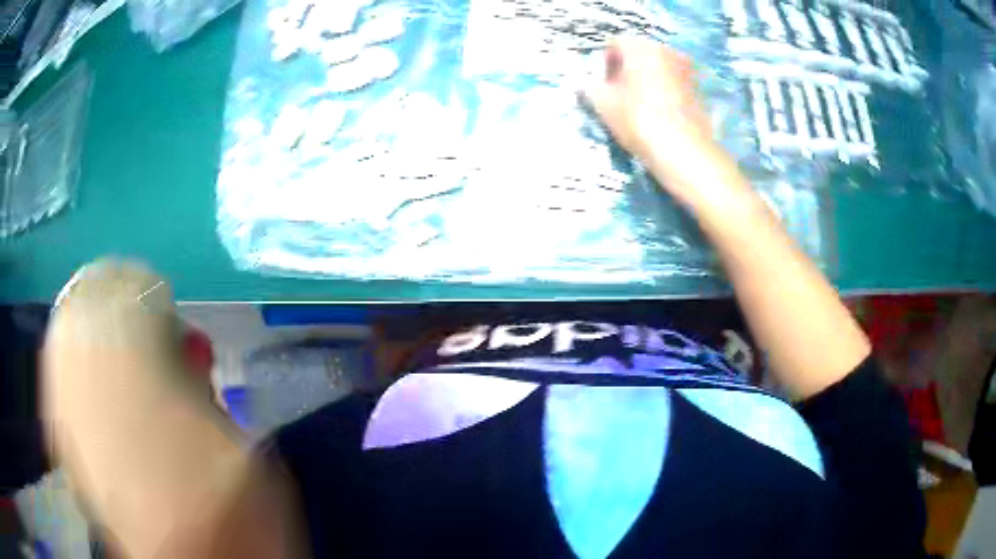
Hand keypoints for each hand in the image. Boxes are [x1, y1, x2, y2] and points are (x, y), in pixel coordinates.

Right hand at [583, 36, 737, 206]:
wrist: (683, 150)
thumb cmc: (637, 119)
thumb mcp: (603, 104)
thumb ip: (591, 88)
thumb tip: (587, 84)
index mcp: (641, 47)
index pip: (615, 44)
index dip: (605, 64)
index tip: (603, 86)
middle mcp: (667, 51)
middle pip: (640, 54)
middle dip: (628, 71)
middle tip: (619, 96)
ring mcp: (687, 70)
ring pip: (659, 69)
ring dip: (647, 81)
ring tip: (640, 107)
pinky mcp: (700, 91)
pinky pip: (675, 85)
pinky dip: (665, 94)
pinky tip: (660, 116)